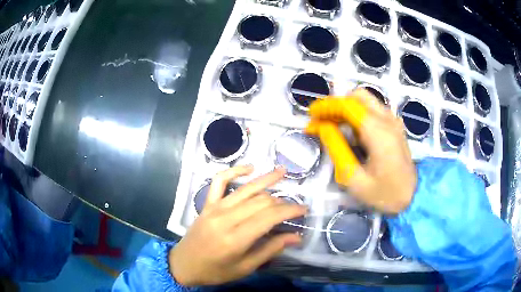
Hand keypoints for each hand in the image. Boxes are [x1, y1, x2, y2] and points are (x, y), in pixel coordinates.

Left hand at [169, 165, 306, 286]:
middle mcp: (225, 218)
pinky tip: (249, 168)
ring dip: (266, 179)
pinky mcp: (207, 204)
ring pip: (246, 189)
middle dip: (282, 201)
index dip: (290, 210)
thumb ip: (271, 250)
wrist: (184, 264)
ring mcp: (214, 208)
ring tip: (283, 172)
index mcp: (235, 238)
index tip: (304, 210)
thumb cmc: (215, 271)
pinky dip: (235, 171)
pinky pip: (219, 181)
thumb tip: (296, 236)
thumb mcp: (245, 267)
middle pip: (261, 201)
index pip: (270, 217)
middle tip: (294, 206)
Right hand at [306, 89, 416, 213]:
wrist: (412, 197)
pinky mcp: (395, 126)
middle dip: (335, 104)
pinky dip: (357, 113)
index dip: (325, 107)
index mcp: (378, 132)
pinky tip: (350, 131)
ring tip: (331, 126)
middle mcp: (387, 119)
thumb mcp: (353, 178)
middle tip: (321, 121)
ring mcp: (393, 121)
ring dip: (346, 108)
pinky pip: (373, 110)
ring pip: (366, 101)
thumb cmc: (383, 193)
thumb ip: (336, 148)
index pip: (347, 105)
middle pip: (357, 96)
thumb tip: (322, 126)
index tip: (310, 116)